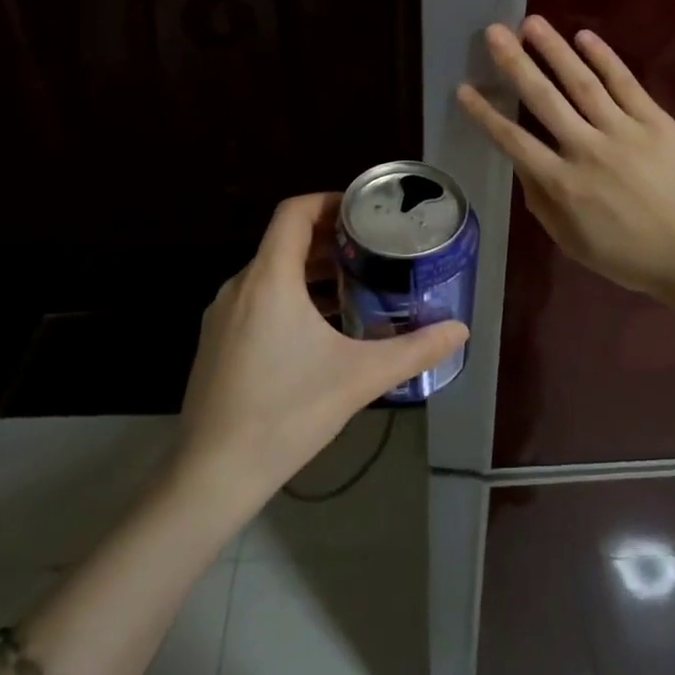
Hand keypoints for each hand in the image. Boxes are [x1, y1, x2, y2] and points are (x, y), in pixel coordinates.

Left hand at [174, 194, 467, 505]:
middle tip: (374, 251)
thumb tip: (460, 330)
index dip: (330, 202)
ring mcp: (221, 316)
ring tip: (355, 286)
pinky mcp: (216, 342)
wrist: (213, 473)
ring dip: (311, 273)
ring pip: (271, 274)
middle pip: (285, 242)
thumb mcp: (359, 377)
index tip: (365, 213)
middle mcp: (239, 287)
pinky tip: (321, 329)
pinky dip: (290, 298)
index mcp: (269, 280)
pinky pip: (257, 301)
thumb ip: (414, 350)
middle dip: (330, 240)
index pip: (294, 213)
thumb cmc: (287, 413)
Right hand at [457, 17, 674, 296]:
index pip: (513, 141)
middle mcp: (586, 150)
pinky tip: (584, 37)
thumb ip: (541, 201)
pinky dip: (605, 58)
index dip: (485, 114)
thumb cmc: (627, 255)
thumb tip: (523, 165)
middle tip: (494, 32)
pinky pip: (626, 84)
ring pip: (582, 83)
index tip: (464, 88)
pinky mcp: (656, 122)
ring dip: (555, 50)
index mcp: (562, 184)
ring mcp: (623, 132)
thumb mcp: (570, 241)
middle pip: (544, 99)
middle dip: (515, 64)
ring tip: (532, 23)